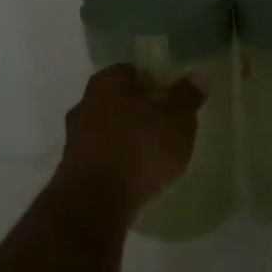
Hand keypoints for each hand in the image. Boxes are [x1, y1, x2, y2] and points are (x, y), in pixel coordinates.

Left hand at [57, 64, 206, 224]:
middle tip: (165, 125)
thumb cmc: (140, 148)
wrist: (96, 199)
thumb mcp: (176, 120)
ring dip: (126, 136)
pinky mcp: (72, 166)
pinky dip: (116, 160)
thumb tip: (199, 75)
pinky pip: (101, 154)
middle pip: (117, 99)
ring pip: (107, 127)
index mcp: (107, 82)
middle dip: (138, 110)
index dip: (153, 82)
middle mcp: (85, 102)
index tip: (171, 98)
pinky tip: (134, 174)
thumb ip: (187, 97)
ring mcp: (74, 135)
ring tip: (153, 154)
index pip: (131, 71)